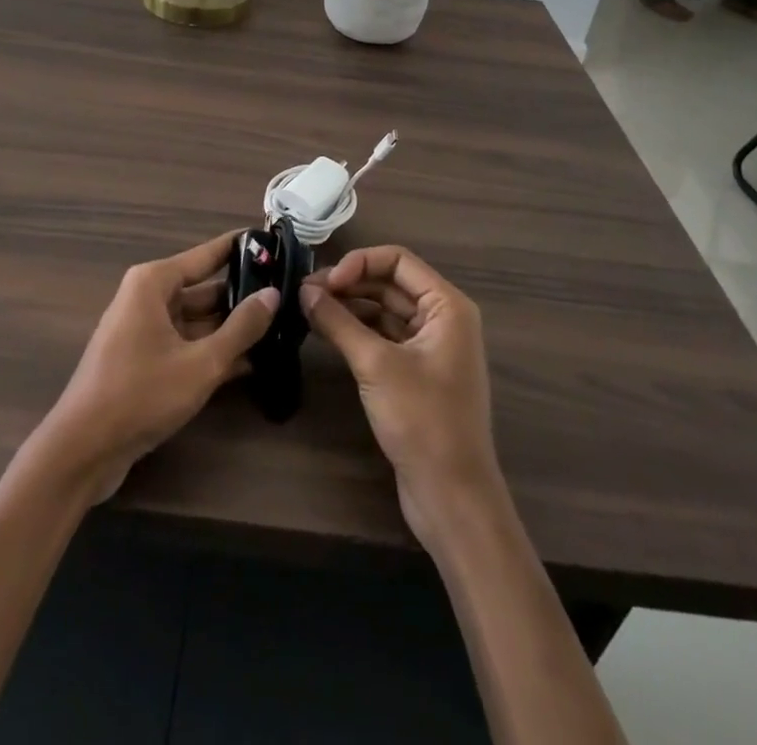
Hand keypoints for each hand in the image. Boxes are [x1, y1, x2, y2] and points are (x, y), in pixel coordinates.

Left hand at [36, 233, 277, 499]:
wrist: (83, 450)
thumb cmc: (141, 394)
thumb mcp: (201, 362)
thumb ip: (241, 328)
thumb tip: (273, 294)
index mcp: (153, 283)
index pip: (207, 254)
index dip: (240, 248)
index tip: (273, 241)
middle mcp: (147, 298)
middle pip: (203, 288)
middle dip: (242, 294)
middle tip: (286, 294)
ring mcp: (144, 331)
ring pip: (197, 320)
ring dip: (231, 328)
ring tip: (279, 327)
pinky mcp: (144, 361)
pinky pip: (186, 345)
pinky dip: (213, 351)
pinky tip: (252, 363)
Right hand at [300, 246, 503, 550]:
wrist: (452, 496)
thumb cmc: (423, 420)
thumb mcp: (375, 365)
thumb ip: (338, 321)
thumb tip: (304, 290)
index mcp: (447, 306)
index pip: (398, 260)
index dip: (359, 263)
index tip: (324, 282)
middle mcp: (442, 318)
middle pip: (389, 283)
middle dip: (349, 283)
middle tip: (305, 292)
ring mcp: (429, 346)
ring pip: (384, 309)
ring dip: (349, 305)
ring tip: (308, 308)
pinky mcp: (415, 372)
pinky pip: (383, 336)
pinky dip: (356, 329)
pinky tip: (325, 330)